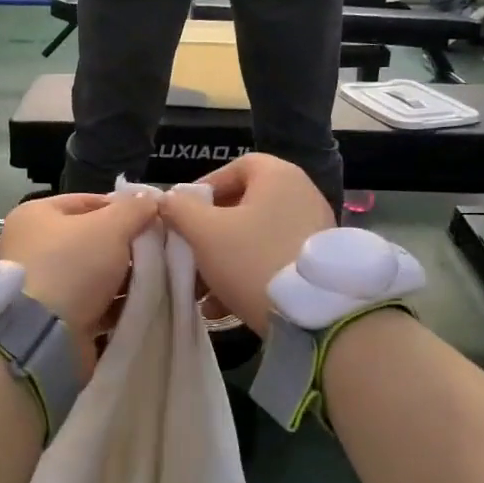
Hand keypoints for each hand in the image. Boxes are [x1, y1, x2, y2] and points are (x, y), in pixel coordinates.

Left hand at [0, 191, 158, 349]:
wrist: (44, 336)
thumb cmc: (72, 266)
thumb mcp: (110, 227)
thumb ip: (134, 209)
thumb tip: (150, 199)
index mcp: (36, 215)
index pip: (87, 201)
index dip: (122, 208)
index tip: (153, 219)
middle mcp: (33, 247)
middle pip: (92, 239)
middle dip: (127, 245)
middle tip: (160, 250)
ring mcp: (43, 285)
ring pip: (95, 274)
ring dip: (125, 277)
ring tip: (158, 277)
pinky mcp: (55, 318)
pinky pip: (93, 304)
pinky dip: (115, 303)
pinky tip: (143, 303)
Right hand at [158, 156, 335, 333]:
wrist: (312, 315)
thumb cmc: (252, 259)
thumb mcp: (204, 233)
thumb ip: (180, 210)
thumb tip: (168, 200)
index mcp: (279, 176)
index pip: (236, 167)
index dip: (206, 186)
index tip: (183, 212)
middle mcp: (301, 195)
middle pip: (244, 206)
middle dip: (209, 232)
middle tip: (187, 254)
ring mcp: (313, 230)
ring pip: (255, 238)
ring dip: (223, 260)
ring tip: (200, 290)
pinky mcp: (315, 263)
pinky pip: (272, 259)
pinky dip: (246, 276)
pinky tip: (222, 306)